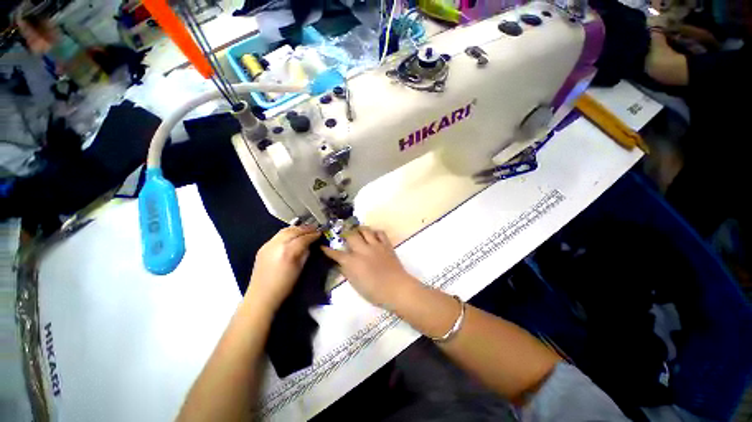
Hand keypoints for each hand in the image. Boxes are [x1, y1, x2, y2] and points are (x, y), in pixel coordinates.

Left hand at [247, 226, 320, 310]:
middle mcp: (277, 245)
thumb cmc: (285, 286)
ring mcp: (268, 244)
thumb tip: (310, 244)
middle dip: (305, 228)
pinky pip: (278, 235)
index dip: (313, 235)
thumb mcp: (300, 269)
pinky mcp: (263, 247)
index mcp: (288, 252)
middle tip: (315, 228)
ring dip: (296, 228)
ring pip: (285, 230)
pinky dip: (288, 232)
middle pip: (294, 231)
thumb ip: (305, 253)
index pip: (303, 238)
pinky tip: (293, 234)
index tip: (320, 233)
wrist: (261, 296)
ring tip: (305, 229)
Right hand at [322, 226, 417, 307]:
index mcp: (353, 262)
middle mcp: (362, 250)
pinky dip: (375, 232)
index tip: (323, 246)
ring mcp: (375, 245)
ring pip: (365, 230)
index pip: (337, 254)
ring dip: (359, 229)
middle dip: (345, 233)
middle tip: (343, 234)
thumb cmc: (375, 291)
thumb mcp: (356, 285)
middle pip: (350, 235)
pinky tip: (373, 234)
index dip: (328, 250)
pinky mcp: (386, 244)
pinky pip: (380, 232)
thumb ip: (347, 272)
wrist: (396, 288)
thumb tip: (341, 264)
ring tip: (357, 230)